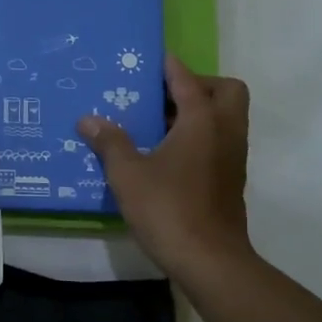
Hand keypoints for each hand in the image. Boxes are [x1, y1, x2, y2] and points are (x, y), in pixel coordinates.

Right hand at [80, 55, 254, 280]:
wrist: (210, 262)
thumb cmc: (168, 209)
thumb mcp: (128, 175)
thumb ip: (110, 143)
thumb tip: (89, 120)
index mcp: (203, 121)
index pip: (188, 80)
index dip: (170, 67)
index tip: (152, 60)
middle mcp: (225, 132)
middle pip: (225, 92)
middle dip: (199, 86)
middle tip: (164, 97)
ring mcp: (232, 158)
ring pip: (225, 119)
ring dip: (199, 113)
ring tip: (158, 123)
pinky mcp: (230, 180)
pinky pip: (219, 142)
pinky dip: (199, 137)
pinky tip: (165, 154)